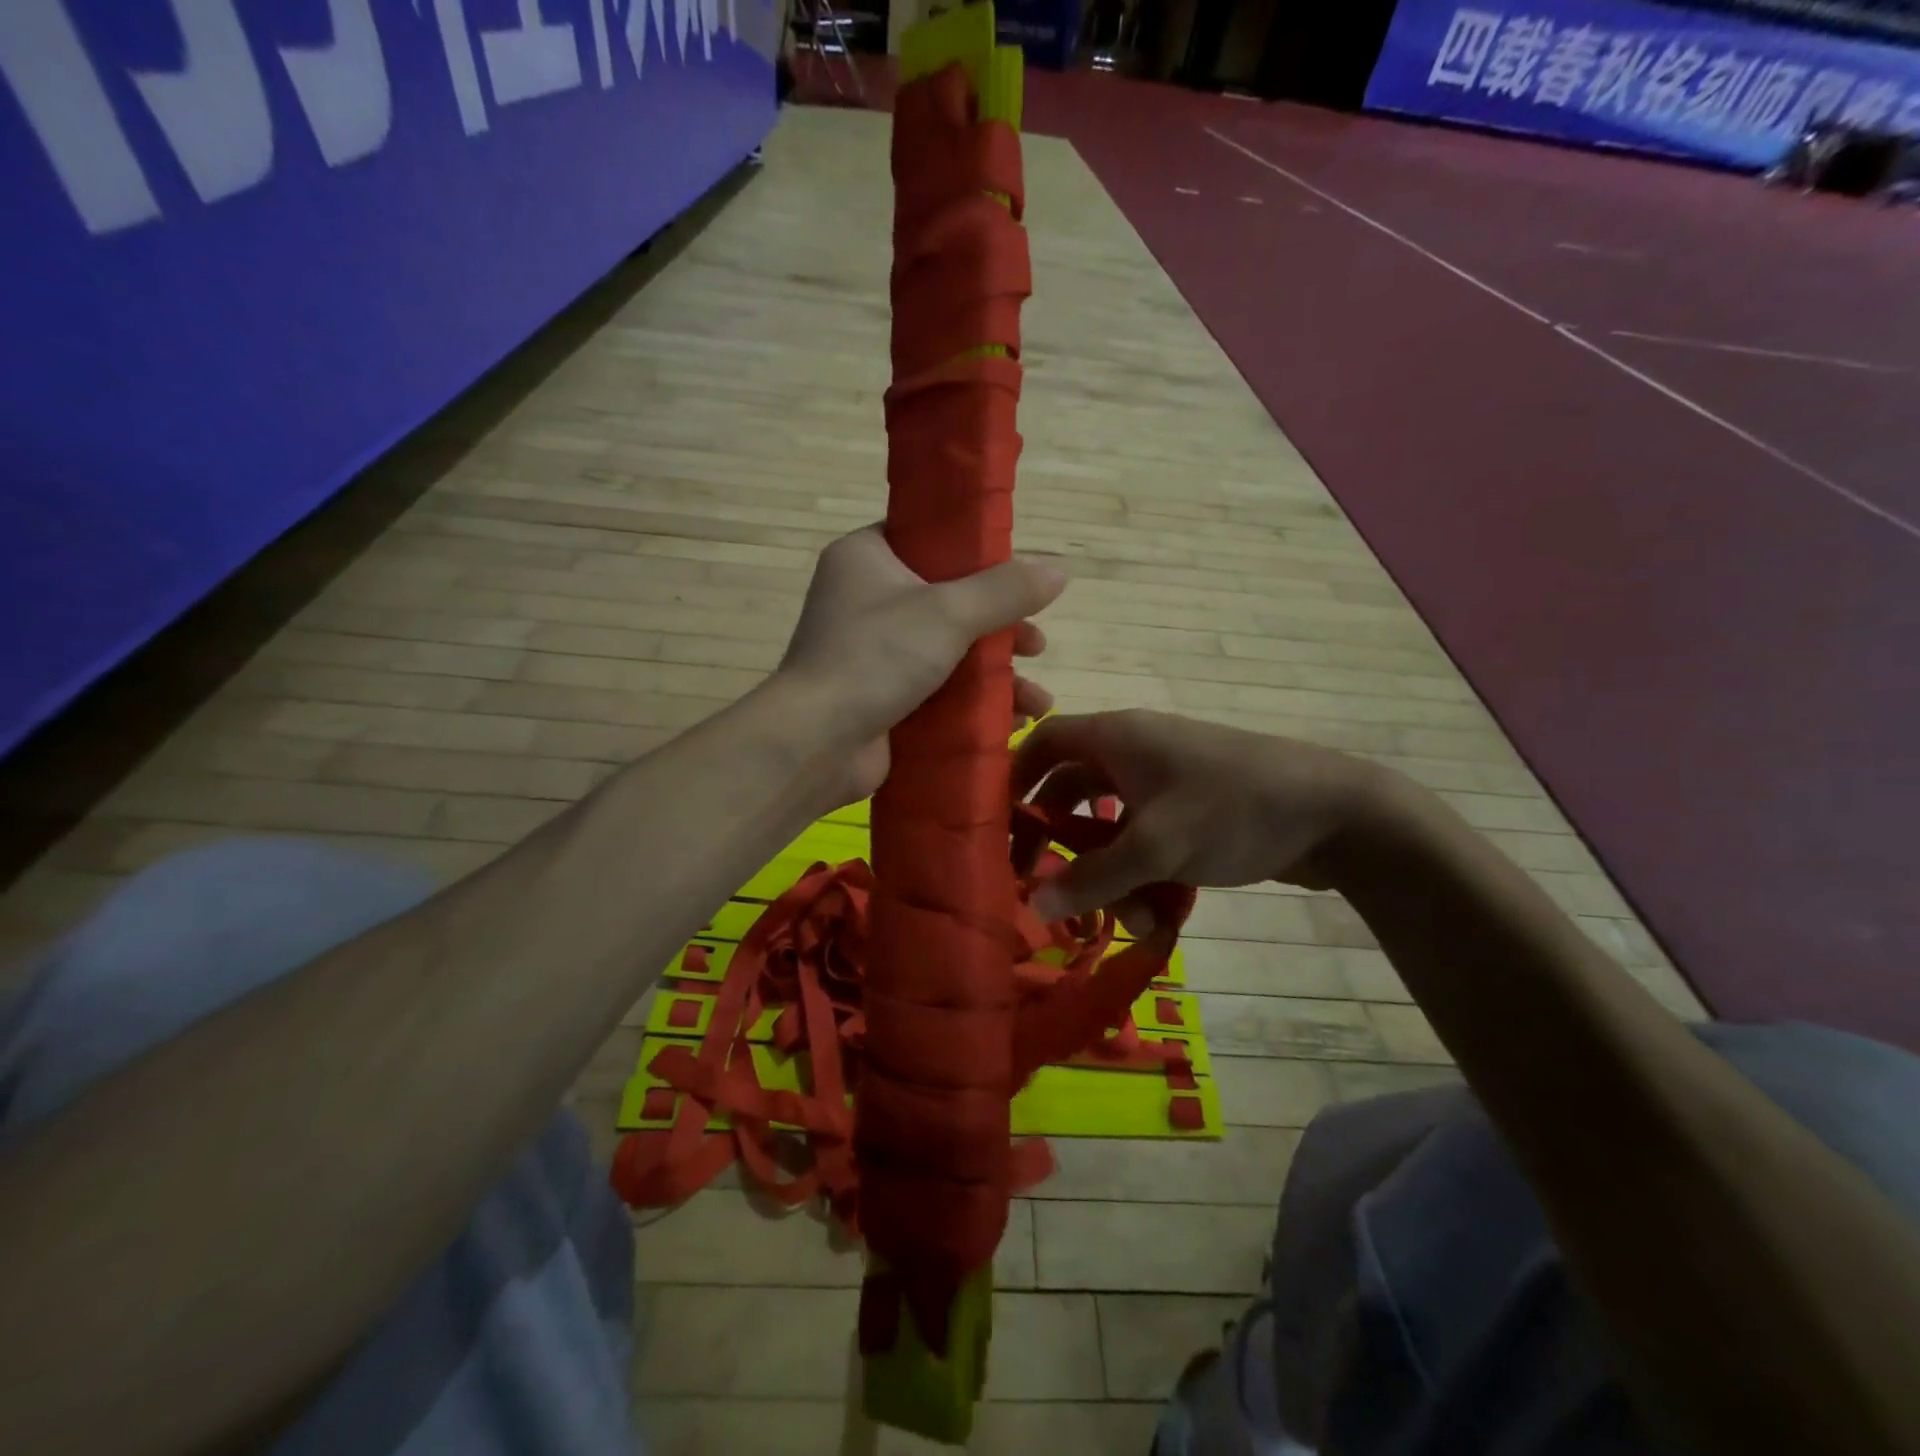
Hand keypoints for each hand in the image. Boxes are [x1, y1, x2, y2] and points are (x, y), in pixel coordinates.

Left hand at [776, 526, 1064, 799]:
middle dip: (1002, 627)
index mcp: (867, 558)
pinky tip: (1013, 722)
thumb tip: (1061, 568)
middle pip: (950, 600)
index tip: (1021, 575)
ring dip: (998, 673)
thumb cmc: (875, 657)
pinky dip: (974, 702)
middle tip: (1037, 644)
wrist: (816, 743)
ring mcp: (873, 653)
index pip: (930, 539)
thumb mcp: (948, 613)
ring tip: (1038, 701)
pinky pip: (939, 689)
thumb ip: (1006, 590)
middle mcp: (867, 600)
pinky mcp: (881, 697)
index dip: (980, 554)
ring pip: (950, 650)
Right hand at [1013, 710, 1387, 921]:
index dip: (1014, 778)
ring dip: (1109, 875)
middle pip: (1071, 794)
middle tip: (1045, 888)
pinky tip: (1160, 916)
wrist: (1337, 813)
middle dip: (1060, 845)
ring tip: (1129, 918)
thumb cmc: (1233, 809)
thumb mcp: (1158, 845)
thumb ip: (1092, 877)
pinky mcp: (1189, 815)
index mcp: (1117, 738)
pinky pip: (1145, 844)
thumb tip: (1032, 904)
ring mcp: (1164, 786)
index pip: (1044, 742)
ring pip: (1110, 830)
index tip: (996, 826)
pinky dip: (1142, 877)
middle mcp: (1133, 755)